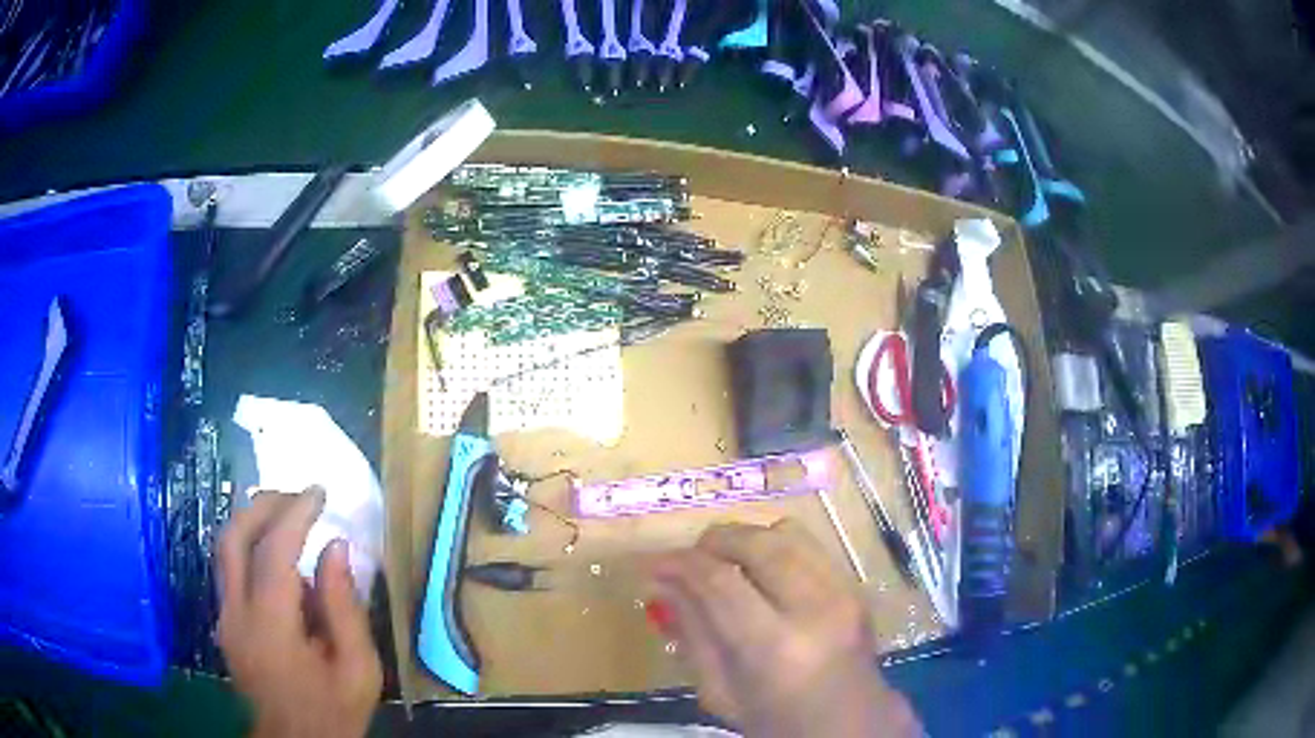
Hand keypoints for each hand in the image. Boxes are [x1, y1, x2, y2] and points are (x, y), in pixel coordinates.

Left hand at [217, 489, 381, 737]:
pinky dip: (248, 545)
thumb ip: (346, 608)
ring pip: (223, 549)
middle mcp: (236, 615)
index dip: (295, 514)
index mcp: (271, 628)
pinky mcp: (223, 623)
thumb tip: (337, 548)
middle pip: (233, 538)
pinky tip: (274, 551)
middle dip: (263, 505)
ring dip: (251, 520)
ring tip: (285, 511)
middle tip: (297, 495)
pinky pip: (228, 569)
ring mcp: (224, 618)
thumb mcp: (358, 669)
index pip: (273, 552)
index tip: (319, 493)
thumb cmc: (333, 711)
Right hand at [646, 520, 919, 737]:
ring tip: (725, 562)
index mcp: (775, 647)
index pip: (719, 581)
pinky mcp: (856, 587)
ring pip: (787, 533)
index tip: (654, 564)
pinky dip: (776, 547)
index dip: (680, 564)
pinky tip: (761, 573)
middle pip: (757, 543)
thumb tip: (661, 584)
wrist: (851, 726)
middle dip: (714, 540)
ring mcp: (843, 593)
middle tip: (689, 559)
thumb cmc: (777, 722)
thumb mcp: (720, 692)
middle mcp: (815, 609)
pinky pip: (810, 545)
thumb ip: (692, 633)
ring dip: (747, 538)